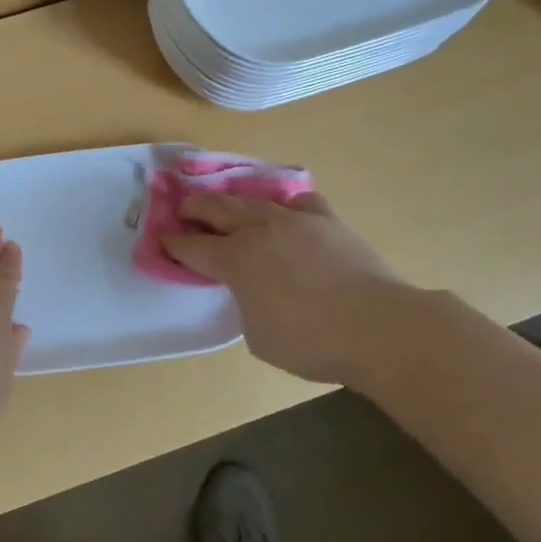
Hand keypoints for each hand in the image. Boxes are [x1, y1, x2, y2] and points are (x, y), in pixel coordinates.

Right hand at [162, 190, 410, 388]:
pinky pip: (299, 202)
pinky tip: (287, 214)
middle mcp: (258, 231)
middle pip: (215, 208)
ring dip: (233, 202)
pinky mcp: (327, 221)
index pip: (192, 247)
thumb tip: (252, 291)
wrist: (379, 327)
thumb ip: (245, 305)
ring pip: (253, 199)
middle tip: (184, 211)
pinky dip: (285, 205)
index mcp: (235, 260)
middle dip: (194, 208)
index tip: (161, 239)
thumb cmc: (311, 341)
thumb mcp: (258, 336)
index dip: (172, 244)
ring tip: (227, 206)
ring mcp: (294, 221)